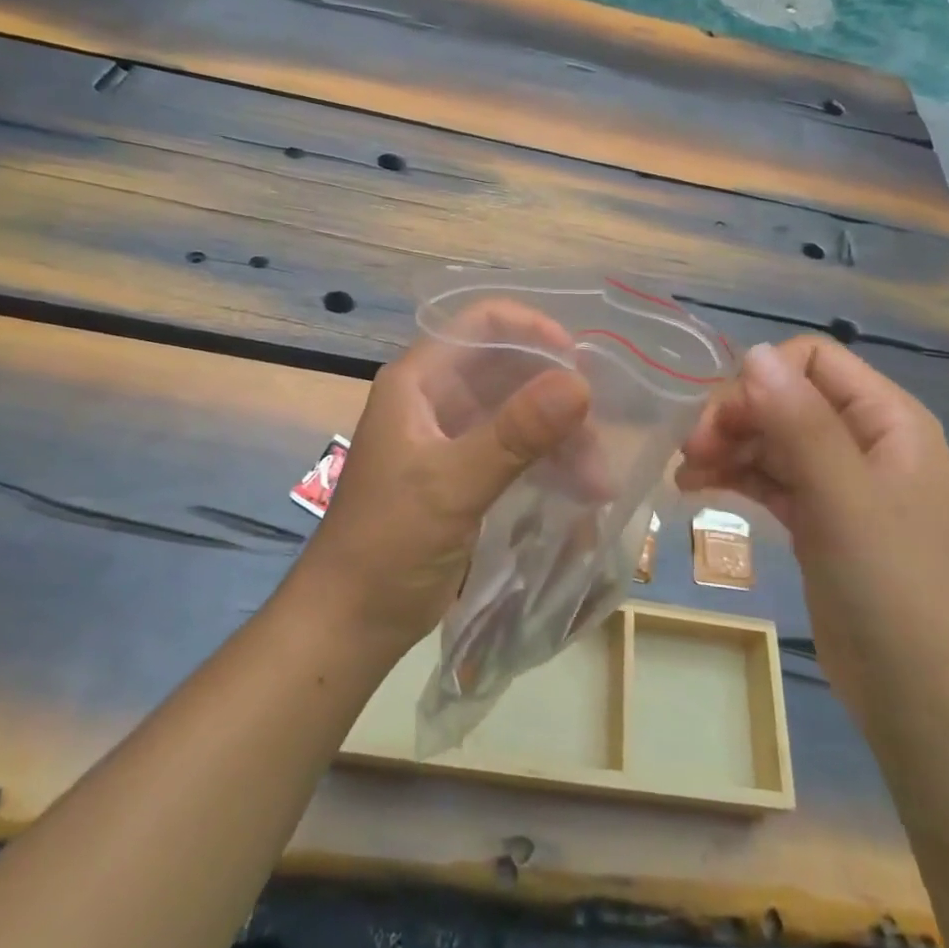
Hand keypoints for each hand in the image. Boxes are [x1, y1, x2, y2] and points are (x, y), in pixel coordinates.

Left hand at [286, 301, 592, 663]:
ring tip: (597, 482)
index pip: (481, 325)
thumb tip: (580, 384)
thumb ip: (515, 433)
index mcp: (419, 382)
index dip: (532, 331)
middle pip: (509, 370)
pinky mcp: (465, 474)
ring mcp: (451, 437)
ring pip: (519, 413)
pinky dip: (549, 463)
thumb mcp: (453, 485)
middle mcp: (436, 399)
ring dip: (560, 438)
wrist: (350, 622)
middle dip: (556, 398)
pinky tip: (582, 491)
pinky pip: (517, 450)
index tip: (580, 362)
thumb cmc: (388, 544)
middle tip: (597, 437)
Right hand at [676, 339, 948, 729]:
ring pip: (773, 439)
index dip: (761, 380)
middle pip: (786, 398)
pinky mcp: (821, 523)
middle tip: (690, 452)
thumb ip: (800, 422)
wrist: (929, 706)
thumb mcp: (844, 499)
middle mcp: (866, 441)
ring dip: (727, 447)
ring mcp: (843, 484)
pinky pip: (771, 480)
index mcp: (888, 420)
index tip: (719, 422)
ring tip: (683, 475)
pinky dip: (735, 478)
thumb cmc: (895, 591)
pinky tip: (696, 490)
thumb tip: (752, 351)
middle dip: (735, 416)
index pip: (813, 360)